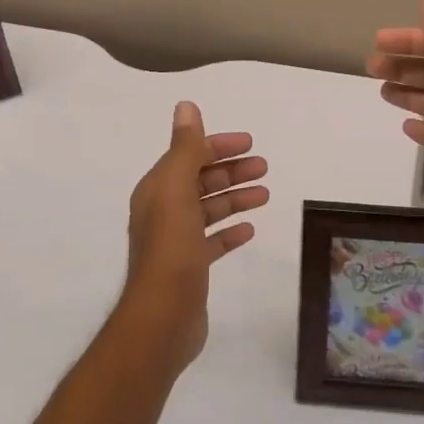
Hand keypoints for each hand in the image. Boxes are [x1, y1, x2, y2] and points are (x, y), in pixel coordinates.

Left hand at [121, 101, 268, 371]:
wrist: (162, 318)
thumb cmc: (171, 249)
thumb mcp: (176, 190)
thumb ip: (184, 148)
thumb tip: (186, 105)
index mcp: (158, 189)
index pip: (189, 155)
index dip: (218, 146)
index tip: (250, 143)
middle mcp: (163, 211)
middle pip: (201, 180)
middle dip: (232, 171)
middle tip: (265, 168)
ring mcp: (176, 241)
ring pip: (209, 209)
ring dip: (235, 197)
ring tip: (265, 195)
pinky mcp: (190, 267)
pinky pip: (213, 240)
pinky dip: (230, 230)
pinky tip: (249, 229)